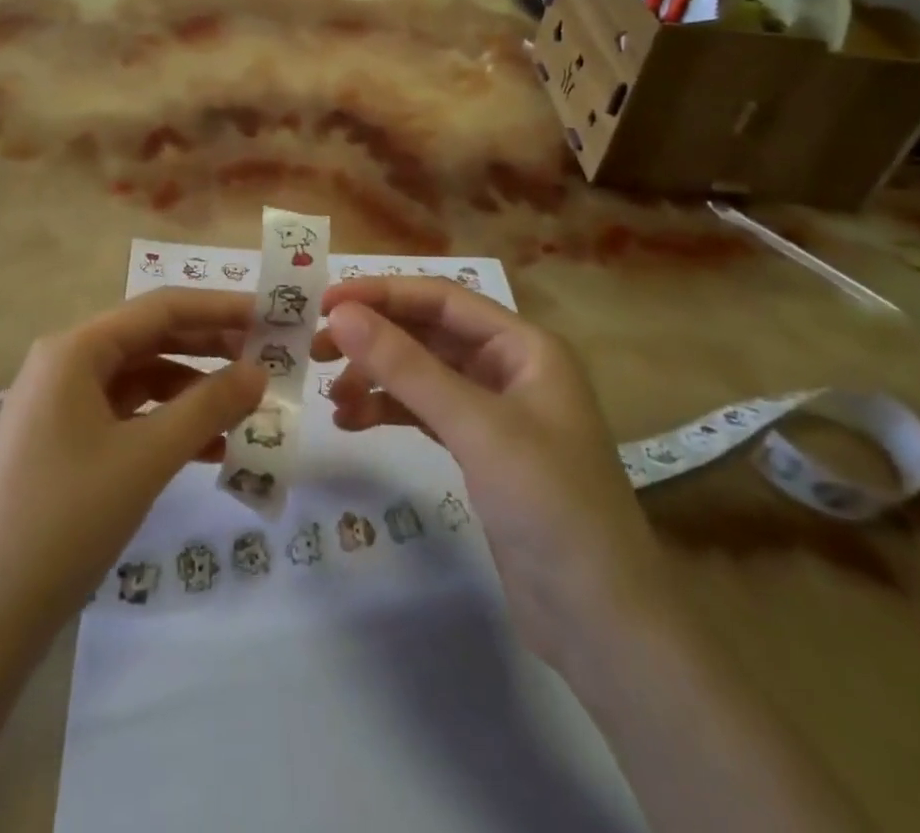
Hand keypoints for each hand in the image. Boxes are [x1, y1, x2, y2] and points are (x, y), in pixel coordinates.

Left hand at [0, 289, 265, 644]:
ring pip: (142, 381)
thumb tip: (259, 371)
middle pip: (151, 340)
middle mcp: (66, 364)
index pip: (160, 308)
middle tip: (270, 359)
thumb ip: (208, 407)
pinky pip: (127, 418)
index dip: (220, 307)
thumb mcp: (145, 458)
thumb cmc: (64, 520)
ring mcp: (62, 406)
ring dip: (194, 392)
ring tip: (248, 409)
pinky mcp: (64, 445)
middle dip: (211, 348)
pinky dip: (168, 426)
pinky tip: (211, 450)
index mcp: (76, 349)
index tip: (273, 315)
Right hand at [314, 277, 667, 667]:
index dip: (383, 294)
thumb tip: (341, 314)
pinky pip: (425, 412)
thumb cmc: (550, 506)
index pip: (441, 299)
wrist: (603, 625)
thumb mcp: (475, 427)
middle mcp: (510, 368)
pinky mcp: (481, 452)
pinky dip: (389, 411)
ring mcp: (496, 412)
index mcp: (524, 347)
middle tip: (316, 349)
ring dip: (376, 377)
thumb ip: (405, 366)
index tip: (325, 304)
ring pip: (422, 373)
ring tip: (331, 397)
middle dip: (374, 337)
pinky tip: (352, 422)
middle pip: (429, 333)